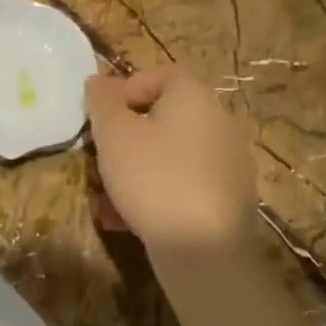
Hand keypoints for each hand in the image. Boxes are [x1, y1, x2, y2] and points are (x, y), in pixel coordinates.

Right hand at [85, 66, 257, 256]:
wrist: (204, 251)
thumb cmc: (154, 180)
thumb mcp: (114, 135)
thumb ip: (102, 101)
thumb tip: (100, 81)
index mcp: (195, 97)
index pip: (158, 74)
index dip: (124, 91)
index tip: (101, 121)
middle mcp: (219, 122)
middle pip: (160, 118)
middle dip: (123, 140)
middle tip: (98, 164)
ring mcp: (227, 162)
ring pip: (167, 155)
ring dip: (132, 171)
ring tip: (106, 201)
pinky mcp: (227, 198)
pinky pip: (182, 183)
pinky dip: (154, 194)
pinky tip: (127, 221)